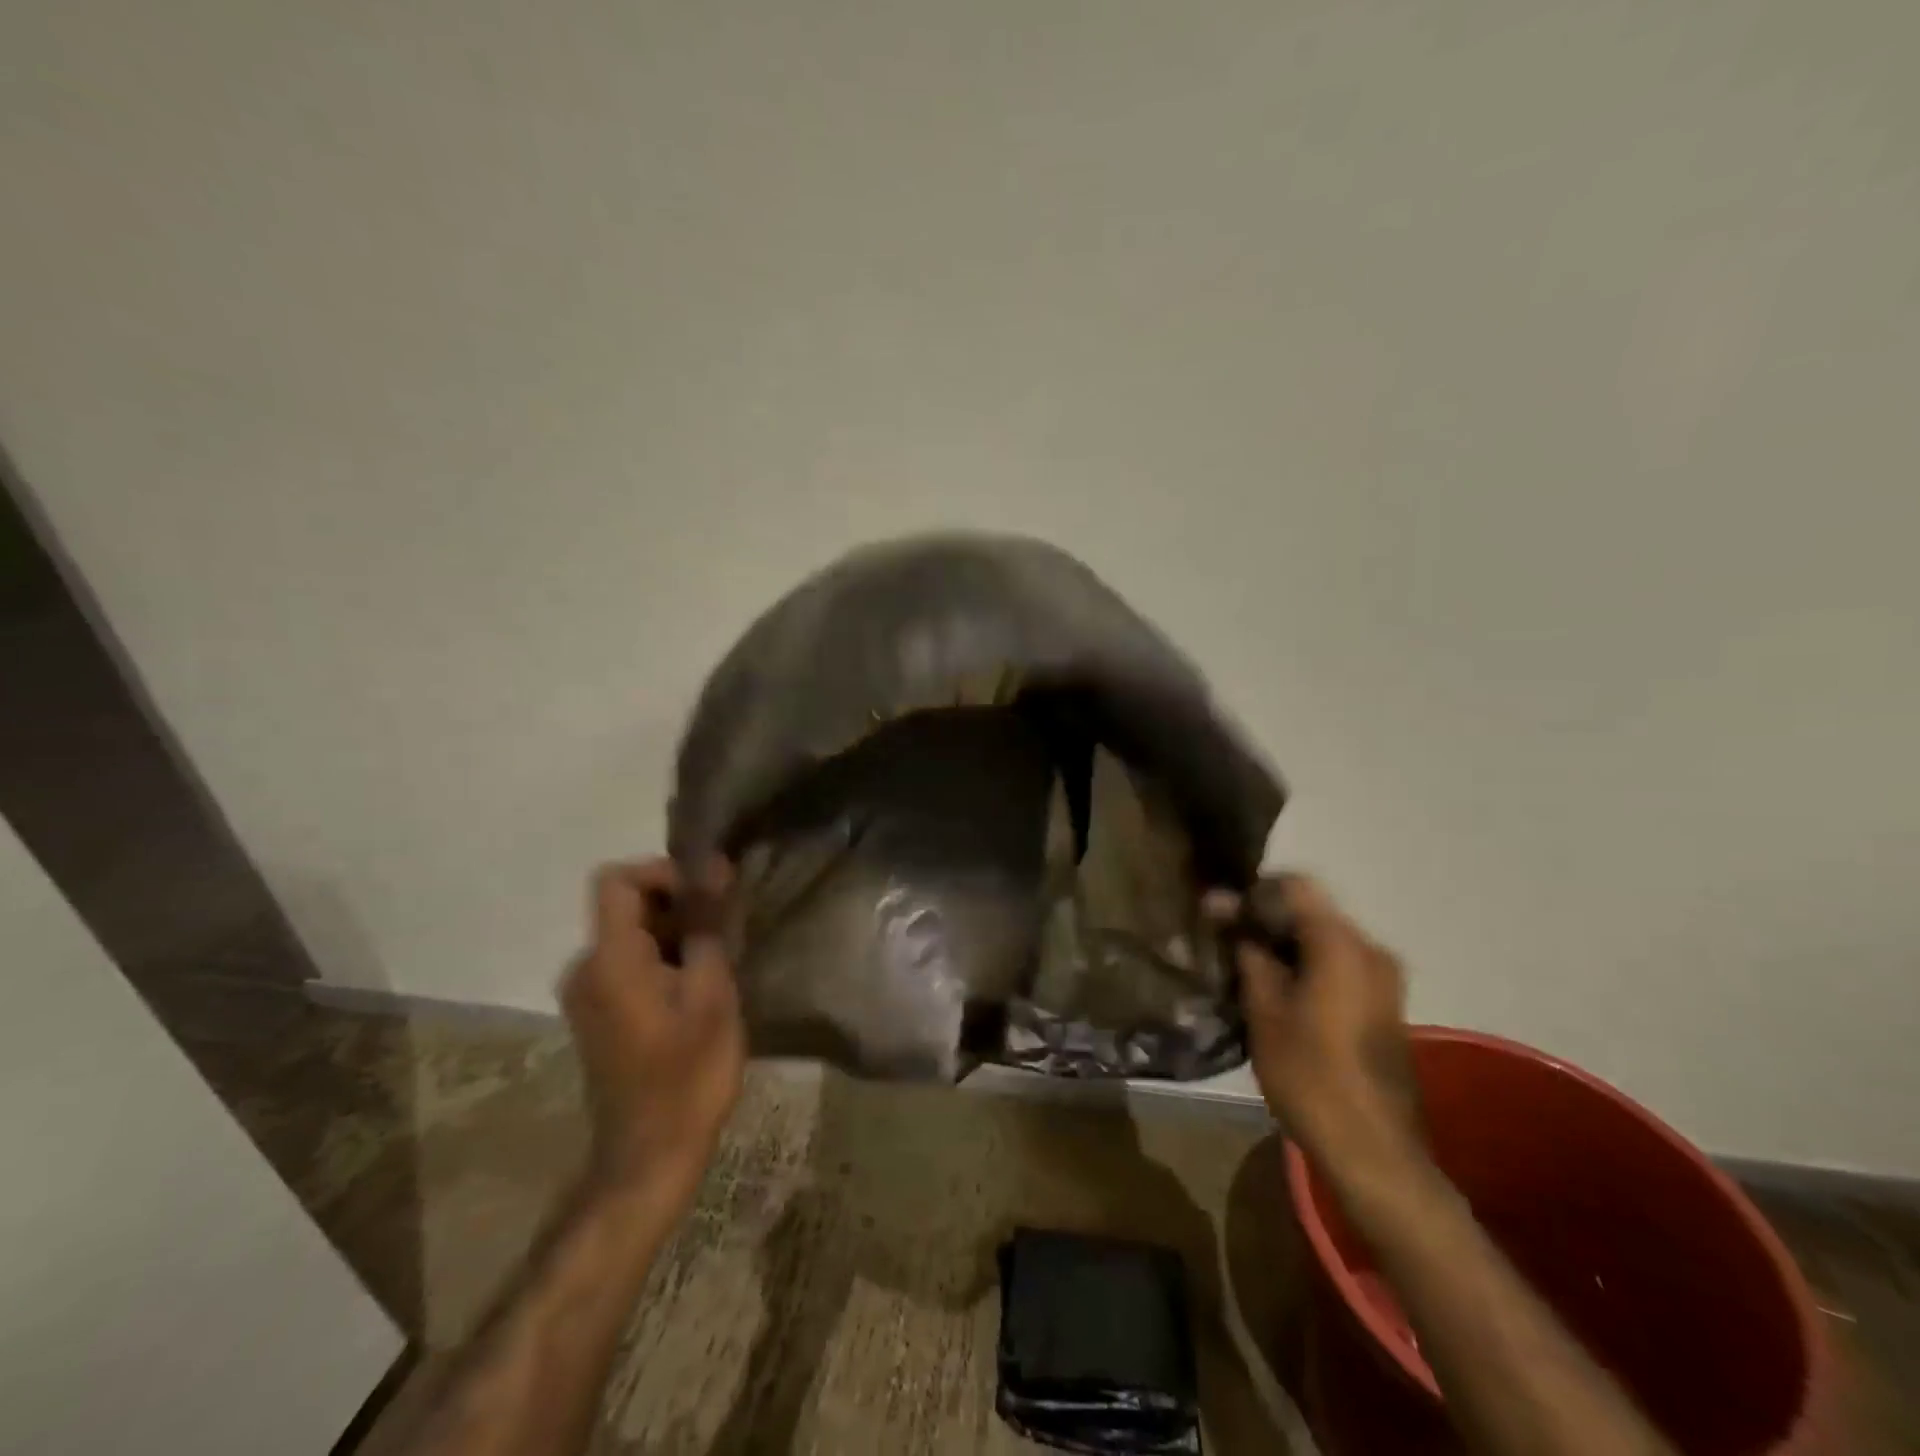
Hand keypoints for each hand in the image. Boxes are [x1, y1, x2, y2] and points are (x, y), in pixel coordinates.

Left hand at [560, 858, 744, 1195]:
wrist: (649, 1156)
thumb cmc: (687, 1074)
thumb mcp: (711, 993)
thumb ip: (708, 925)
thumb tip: (715, 867)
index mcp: (609, 959)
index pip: (617, 879)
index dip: (662, 871)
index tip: (707, 894)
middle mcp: (585, 968)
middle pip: (627, 904)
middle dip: (679, 904)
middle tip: (726, 931)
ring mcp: (586, 993)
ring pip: (632, 933)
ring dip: (675, 933)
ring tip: (718, 960)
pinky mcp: (597, 1013)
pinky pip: (628, 961)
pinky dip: (663, 957)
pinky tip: (697, 987)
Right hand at [1208, 876, 1420, 1165]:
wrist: (1373, 1151)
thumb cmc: (1310, 1074)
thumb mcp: (1265, 1009)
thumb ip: (1246, 950)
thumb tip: (1222, 904)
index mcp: (1343, 944)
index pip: (1295, 886)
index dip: (1253, 892)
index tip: (1222, 915)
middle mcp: (1371, 949)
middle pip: (1311, 910)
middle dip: (1266, 919)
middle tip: (1225, 940)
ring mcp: (1383, 977)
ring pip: (1323, 938)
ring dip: (1284, 944)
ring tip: (1244, 967)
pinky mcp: (1384, 1003)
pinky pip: (1338, 964)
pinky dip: (1306, 965)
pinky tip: (1276, 991)